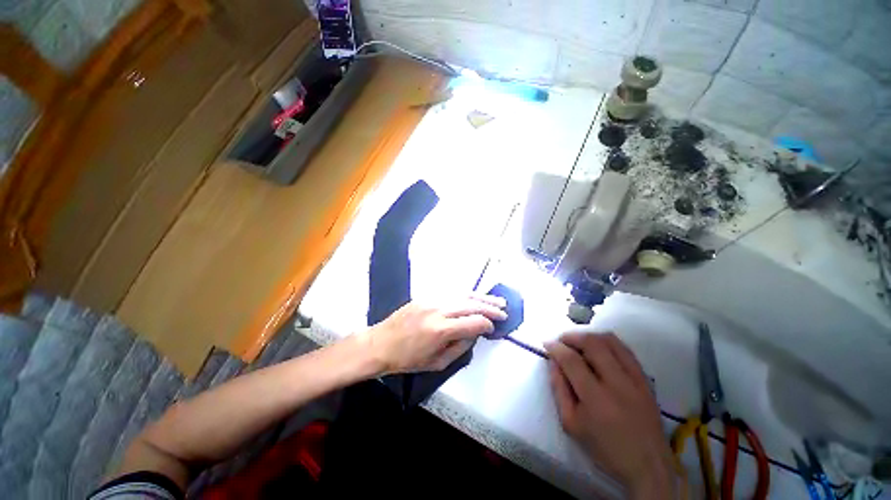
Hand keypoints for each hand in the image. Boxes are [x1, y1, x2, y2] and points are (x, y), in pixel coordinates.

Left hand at [359, 294, 506, 373]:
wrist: (381, 343)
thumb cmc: (407, 359)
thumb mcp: (437, 363)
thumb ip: (460, 348)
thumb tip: (475, 334)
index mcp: (440, 330)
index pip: (473, 322)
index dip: (487, 324)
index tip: (494, 328)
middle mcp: (438, 310)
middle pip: (471, 304)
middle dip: (490, 307)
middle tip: (504, 311)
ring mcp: (432, 299)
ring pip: (463, 294)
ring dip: (482, 297)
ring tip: (497, 300)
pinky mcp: (427, 295)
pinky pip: (452, 292)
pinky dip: (467, 294)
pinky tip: (475, 296)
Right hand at [545, 333, 678, 498]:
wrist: (647, 464)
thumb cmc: (604, 447)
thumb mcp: (571, 424)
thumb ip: (558, 389)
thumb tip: (553, 362)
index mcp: (596, 399)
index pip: (571, 360)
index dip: (556, 347)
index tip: (547, 343)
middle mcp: (617, 383)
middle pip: (592, 343)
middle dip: (572, 336)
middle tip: (562, 341)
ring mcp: (635, 379)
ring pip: (611, 341)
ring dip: (590, 336)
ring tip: (579, 343)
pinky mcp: (646, 379)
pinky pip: (625, 350)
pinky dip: (608, 343)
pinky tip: (599, 349)